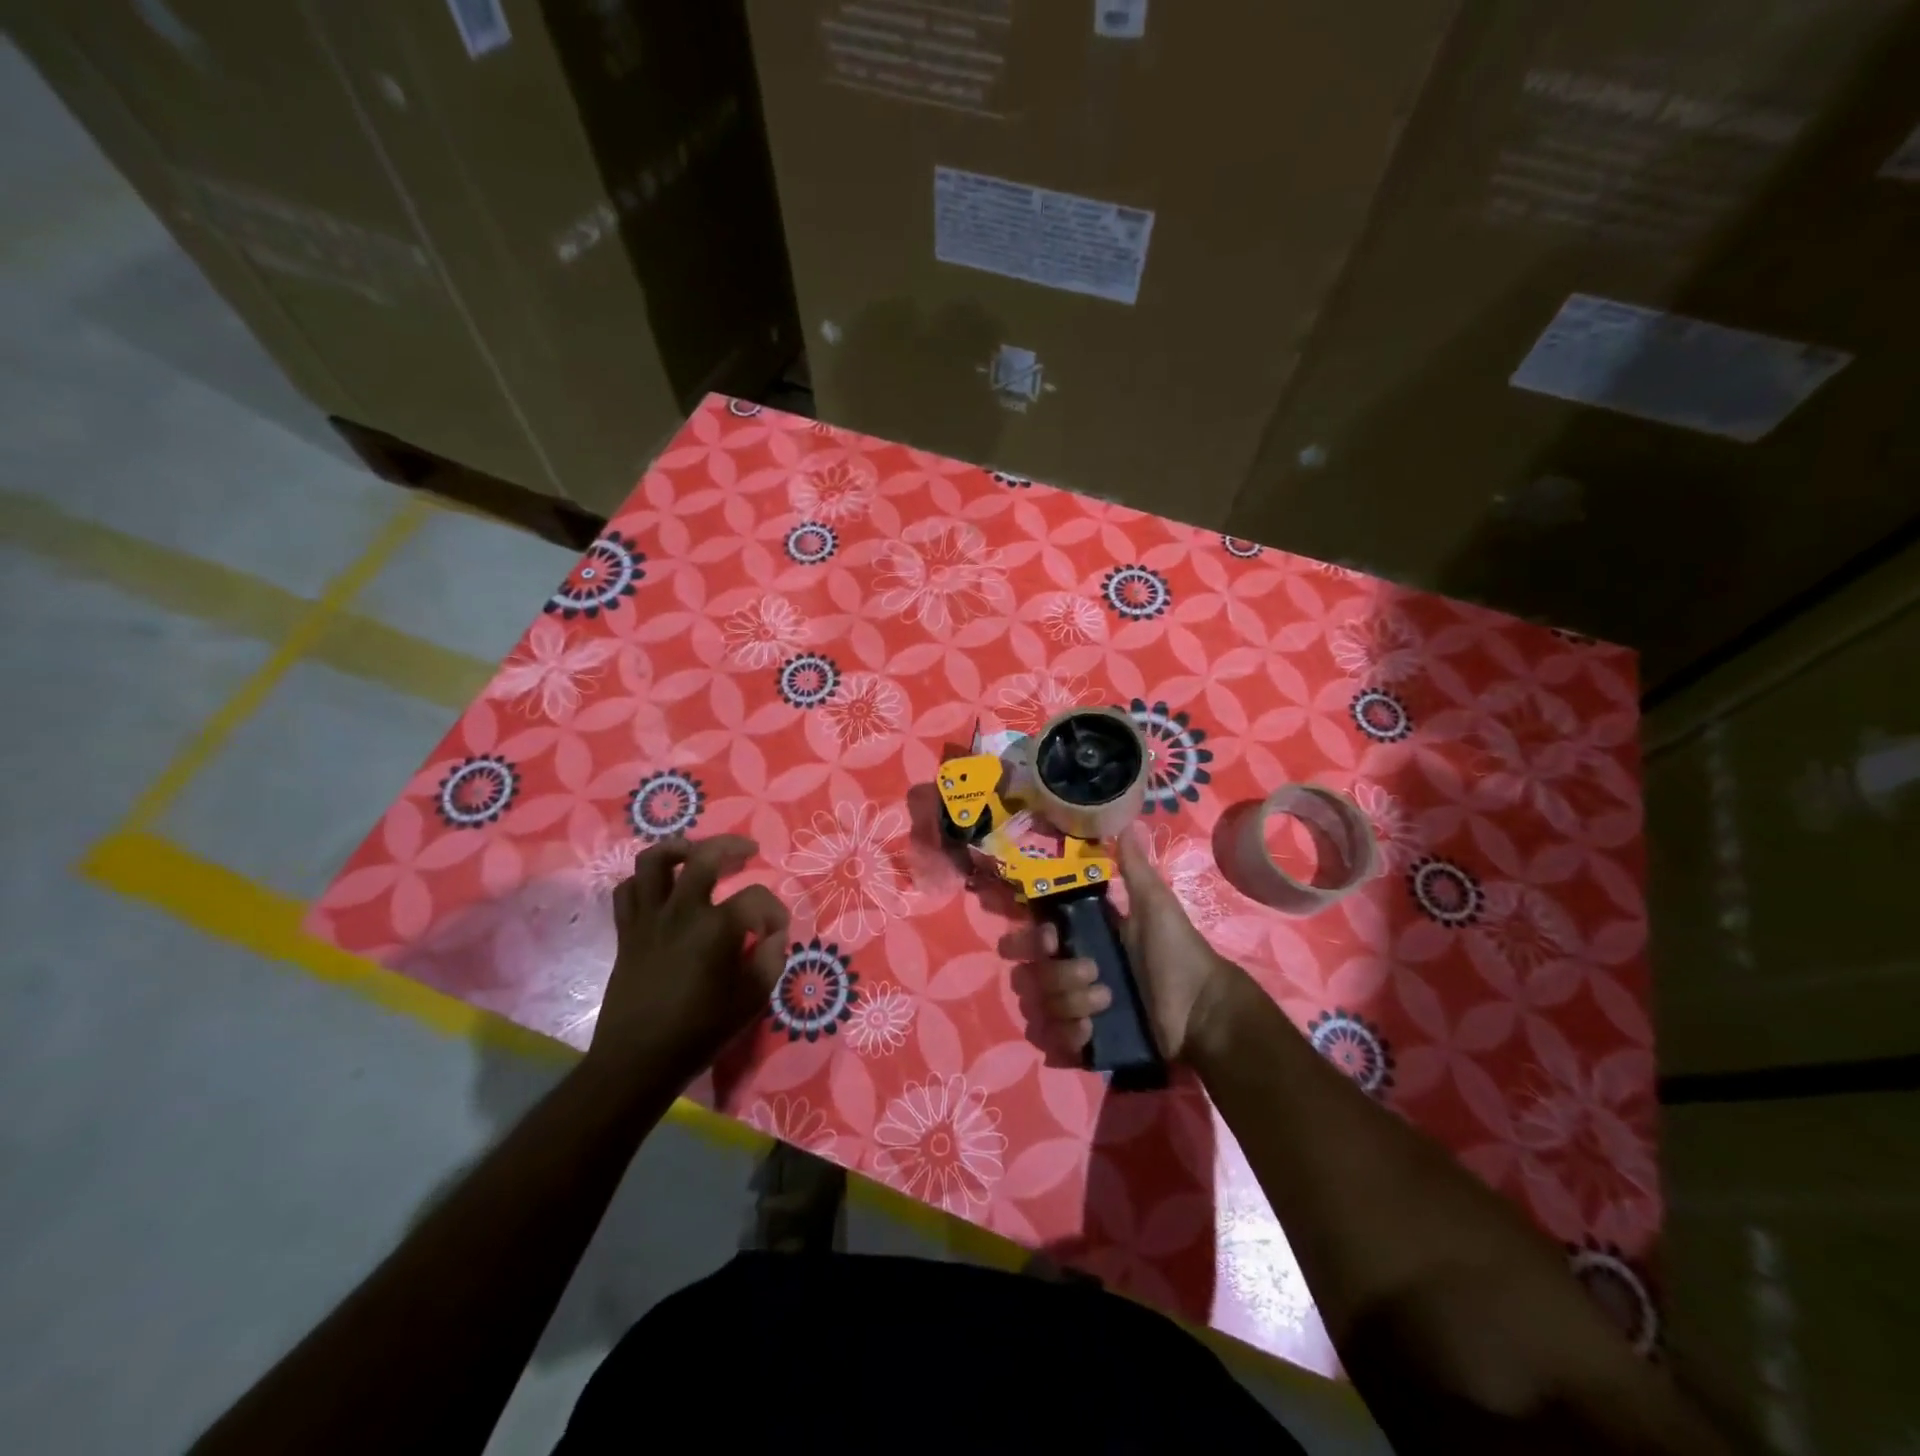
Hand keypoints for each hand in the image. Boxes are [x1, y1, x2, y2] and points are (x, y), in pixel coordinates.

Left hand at [590, 835, 788, 1082]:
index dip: (774, 911)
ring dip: (679, 849)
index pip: (757, 898)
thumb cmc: (699, 1032)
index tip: (778, 931)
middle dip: (731, 847)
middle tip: (747, 852)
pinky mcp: (627, 932)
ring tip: (696, 853)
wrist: (638, 1061)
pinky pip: (628, 890)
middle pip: (704, 856)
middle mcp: (682, 912)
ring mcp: (649, 919)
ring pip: (654, 861)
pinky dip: (645, 881)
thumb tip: (773, 935)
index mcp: (717, 929)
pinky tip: (662, 888)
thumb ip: (770, 960)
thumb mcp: (752, 1000)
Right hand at [1028, 824, 1247, 1065]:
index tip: (1054, 938)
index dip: (1032, 938)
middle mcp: (1073, 973)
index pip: (1036, 937)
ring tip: (1107, 1004)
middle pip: (1031, 974)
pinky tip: (1093, 1032)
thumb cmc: (1177, 952)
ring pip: (1041, 1006)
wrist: (1202, 1009)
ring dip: (1070, 1003)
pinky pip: (1053, 1041)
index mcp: (1084, 940)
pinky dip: (1069, 1037)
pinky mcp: (1085, 1042)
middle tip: (1092, 975)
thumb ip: (1134, 869)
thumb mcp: (1155, 905)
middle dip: (1056, 976)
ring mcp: (1077, 1009)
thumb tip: (1127, 822)